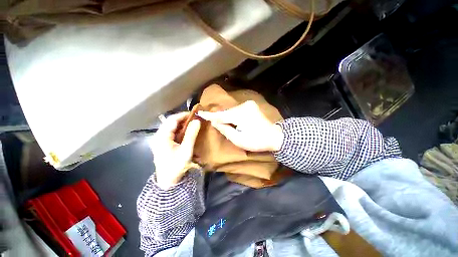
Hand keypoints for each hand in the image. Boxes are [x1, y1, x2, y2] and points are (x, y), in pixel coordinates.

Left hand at [148, 112, 200, 189]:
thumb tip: (197, 121)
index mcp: (161, 136)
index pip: (172, 120)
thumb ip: (191, 134)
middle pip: (170, 122)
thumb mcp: (186, 150)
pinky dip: (179, 130)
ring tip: (192, 124)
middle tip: (195, 119)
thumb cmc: (176, 165)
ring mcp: (159, 140)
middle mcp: (158, 136)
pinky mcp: (162, 143)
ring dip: (181, 124)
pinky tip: (186, 131)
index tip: (195, 114)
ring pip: (171, 127)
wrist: (168, 181)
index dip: (183, 115)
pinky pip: (171, 132)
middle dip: (183, 119)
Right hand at [198, 100, 283, 151]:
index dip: (210, 115)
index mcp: (240, 115)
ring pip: (232, 111)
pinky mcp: (251, 106)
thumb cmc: (257, 141)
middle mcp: (244, 106)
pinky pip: (237, 111)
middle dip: (220, 118)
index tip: (200, 113)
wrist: (275, 137)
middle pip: (227, 112)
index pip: (221, 114)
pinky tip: (232, 121)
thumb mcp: (238, 139)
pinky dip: (233, 116)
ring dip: (227, 117)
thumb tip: (215, 122)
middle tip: (214, 124)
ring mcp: (248, 105)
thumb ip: (225, 129)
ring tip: (224, 124)